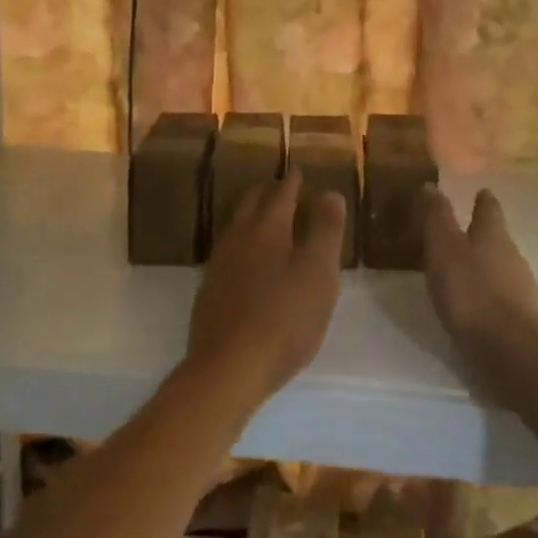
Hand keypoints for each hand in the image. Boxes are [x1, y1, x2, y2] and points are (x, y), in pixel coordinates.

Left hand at [186, 168, 345, 409]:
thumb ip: (325, 231)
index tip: (299, 170)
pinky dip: (243, 244)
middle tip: (281, 187)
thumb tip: (329, 192)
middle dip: (268, 191)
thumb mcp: (318, 274)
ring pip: (237, 226)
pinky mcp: (209, 290)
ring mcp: (219, 264)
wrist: (228, 368)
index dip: (293, 181)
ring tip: (266, 219)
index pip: (281, 193)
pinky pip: (228, 252)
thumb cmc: (284, 318)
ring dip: (252, 216)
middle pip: (252, 203)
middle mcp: (238, 237)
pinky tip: (247, 261)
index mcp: (267, 228)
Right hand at [421, 186, 537, 396]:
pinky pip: (500, 298)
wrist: (514, 355)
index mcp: (493, 235)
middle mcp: (511, 257)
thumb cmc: (473, 293)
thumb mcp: (445, 249)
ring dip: (483, 266)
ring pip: (500, 268)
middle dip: (482, 233)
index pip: (489, 209)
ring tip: (462, 268)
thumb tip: (431, 185)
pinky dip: (486, 295)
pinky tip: (472, 306)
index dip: (483, 200)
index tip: (480, 191)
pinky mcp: (520, 322)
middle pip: (497, 238)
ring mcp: (520, 291)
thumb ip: (437, 218)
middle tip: (462, 230)